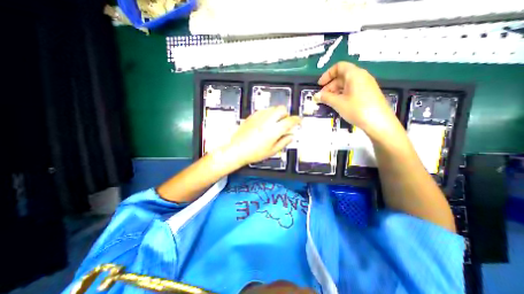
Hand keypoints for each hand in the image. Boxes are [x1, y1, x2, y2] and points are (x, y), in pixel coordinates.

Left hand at [223, 107, 300, 167]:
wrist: (237, 150)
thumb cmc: (254, 153)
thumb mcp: (272, 151)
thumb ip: (284, 142)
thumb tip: (291, 136)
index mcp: (274, 130)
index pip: (290, 121)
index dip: (297, 120)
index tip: (299, 120)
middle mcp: (267, 120)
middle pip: (281, 109)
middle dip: (286, 114)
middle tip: (285, 122)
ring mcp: (259, 117)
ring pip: (272, 108)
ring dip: (277, 113)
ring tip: (275, 122)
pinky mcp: (252, 116)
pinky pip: (263, 110)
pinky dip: (268, 114)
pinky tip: (265, 121)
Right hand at [312, 62, 402, 140]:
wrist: (379, 122)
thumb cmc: (357, 109)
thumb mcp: (338, 103)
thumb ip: (325, 97)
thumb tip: (316, 96)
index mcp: (354, 74)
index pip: (339, 67)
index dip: (327, 74)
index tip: (320, 85)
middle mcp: (361, 76)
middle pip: (342, 76)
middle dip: (330, 85)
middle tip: (322, 97)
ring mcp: (366, 85)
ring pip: (346, 84)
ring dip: (335, 91)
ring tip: (328, 102)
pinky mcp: (367, 93)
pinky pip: (352, 90)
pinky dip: (342, 94)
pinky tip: (338, 104)